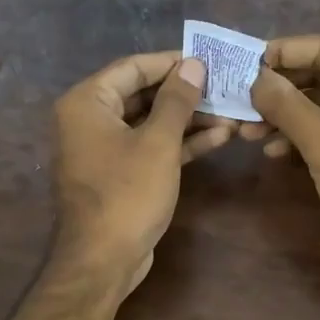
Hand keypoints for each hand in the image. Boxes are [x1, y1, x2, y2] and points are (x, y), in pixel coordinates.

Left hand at [52, 52, 233, 293]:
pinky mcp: (119, 174)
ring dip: (189, 120)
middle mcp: (89, 120)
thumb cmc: (127, 194)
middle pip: (142, 94)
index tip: (209, 60)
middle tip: (225, 87)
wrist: (103, 260)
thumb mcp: (158, 142)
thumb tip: (194, 65)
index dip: (173, 62)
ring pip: (150, 123)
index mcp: (87, 103)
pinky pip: (150, 147)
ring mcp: (104, 149)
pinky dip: (179, 143)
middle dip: (186, 94)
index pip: (133, 67)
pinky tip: (218, 137)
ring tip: (231, 113)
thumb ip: (177, 100)